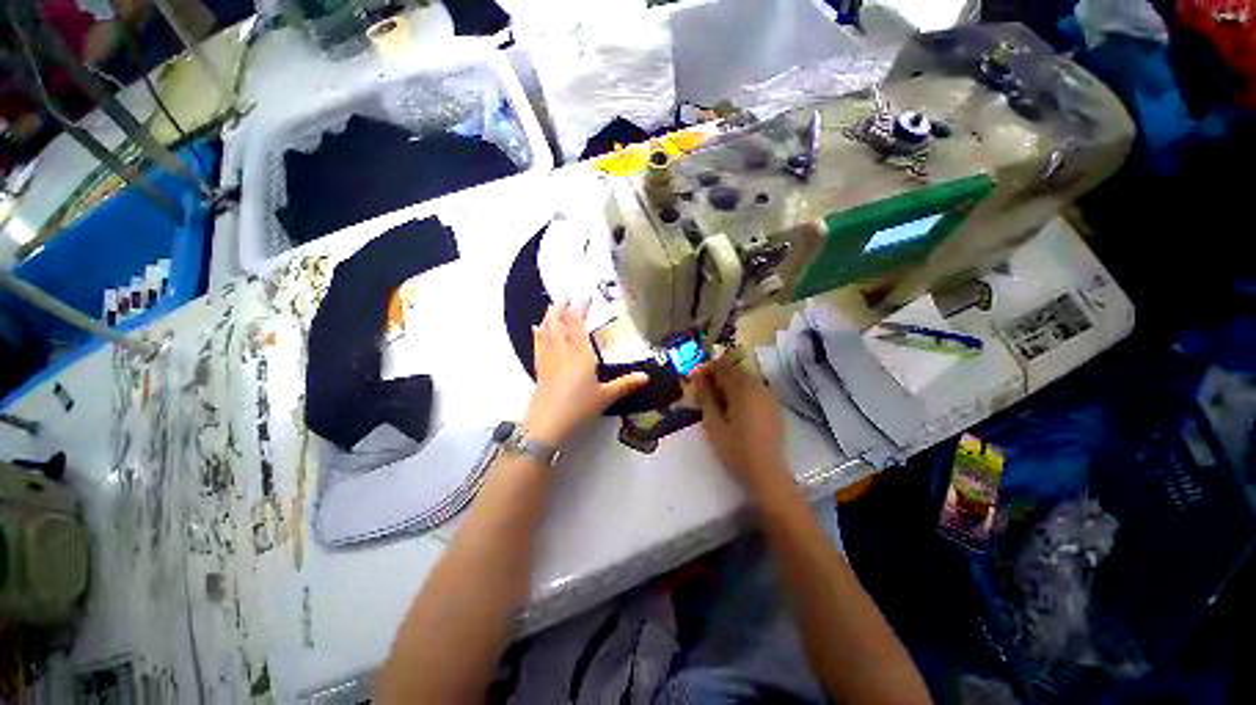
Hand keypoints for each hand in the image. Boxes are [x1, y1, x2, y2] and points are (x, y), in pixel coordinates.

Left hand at [523, 300, 647, 446]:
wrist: (548, 423)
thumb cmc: (579, 407)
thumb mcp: (606, 396)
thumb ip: (625, 384)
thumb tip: (646, 377)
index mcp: (579, 353)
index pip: (577, 323)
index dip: (580, 307)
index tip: (585, 296)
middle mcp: (562, 351)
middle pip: (557, 322)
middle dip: (561, 307)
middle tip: (565, 296)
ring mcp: (548, 358)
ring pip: (546, 330)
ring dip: (549, 316)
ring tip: (552, 307)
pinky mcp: (539, 368)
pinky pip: (538, 343)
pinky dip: (539, 332)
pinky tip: (537, 328)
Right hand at [690, 357, 792, 497]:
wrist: (766, 473)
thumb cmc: (735, 449)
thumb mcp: (713, 424)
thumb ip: (705, 397)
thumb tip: (697, 378)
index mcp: (743, 388)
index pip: (722, 367)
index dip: (706, 369)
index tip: (693, 378)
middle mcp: (758, 386)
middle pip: (735, 370)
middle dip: (717, 375)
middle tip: (702, 390)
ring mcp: (769, 396)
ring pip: (745, 379)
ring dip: (729, 383)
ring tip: (715, 399)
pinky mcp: (773, 406)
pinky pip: (754, 389)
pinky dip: (741, 391)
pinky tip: (733, 407)